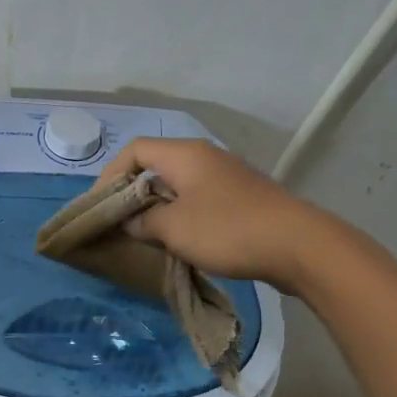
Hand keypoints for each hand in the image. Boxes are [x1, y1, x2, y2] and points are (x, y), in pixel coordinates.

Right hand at [96, 138, 341, 291]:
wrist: (296, 245)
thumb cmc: (226, 230)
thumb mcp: (173, 228)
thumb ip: (143, 222)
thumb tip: (132, 221)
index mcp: (184, 154)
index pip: (134, 151)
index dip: (110, 176)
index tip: (100, 207)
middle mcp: (204, 157)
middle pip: (155, 166)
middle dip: (132, 193)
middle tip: (118, 222)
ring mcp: (225, 176)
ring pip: (178, 185)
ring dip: (157, 207)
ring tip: (144, 235)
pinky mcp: (241, 197)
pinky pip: (198, 199)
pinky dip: (181, 214)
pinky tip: (179, 240)